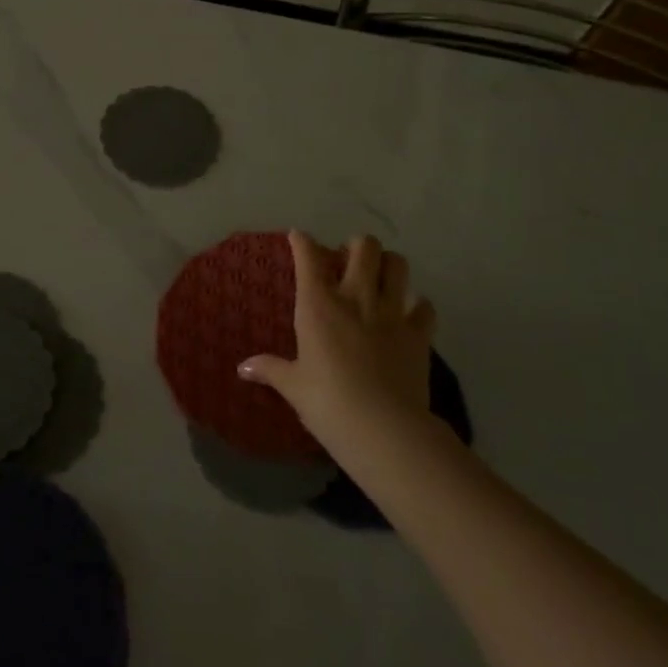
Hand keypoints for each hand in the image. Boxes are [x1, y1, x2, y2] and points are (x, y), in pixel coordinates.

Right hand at [238, 231, 435, 450]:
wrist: (383, 429)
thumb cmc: (328, 403)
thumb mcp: (293, 386)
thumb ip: (270, 369)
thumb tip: (242, 368)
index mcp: (318, 305)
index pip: (309, 257)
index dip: (302, 241)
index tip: (298, 237)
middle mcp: (356, 298)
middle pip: (364, 247)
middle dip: (356, 246)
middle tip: (347, 261)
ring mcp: (392, 313)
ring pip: (398, 265)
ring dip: (388, 264)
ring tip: (380, 276)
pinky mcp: (420, 334)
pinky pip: (424, 306)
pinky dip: (417, 305)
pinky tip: (409, 314)